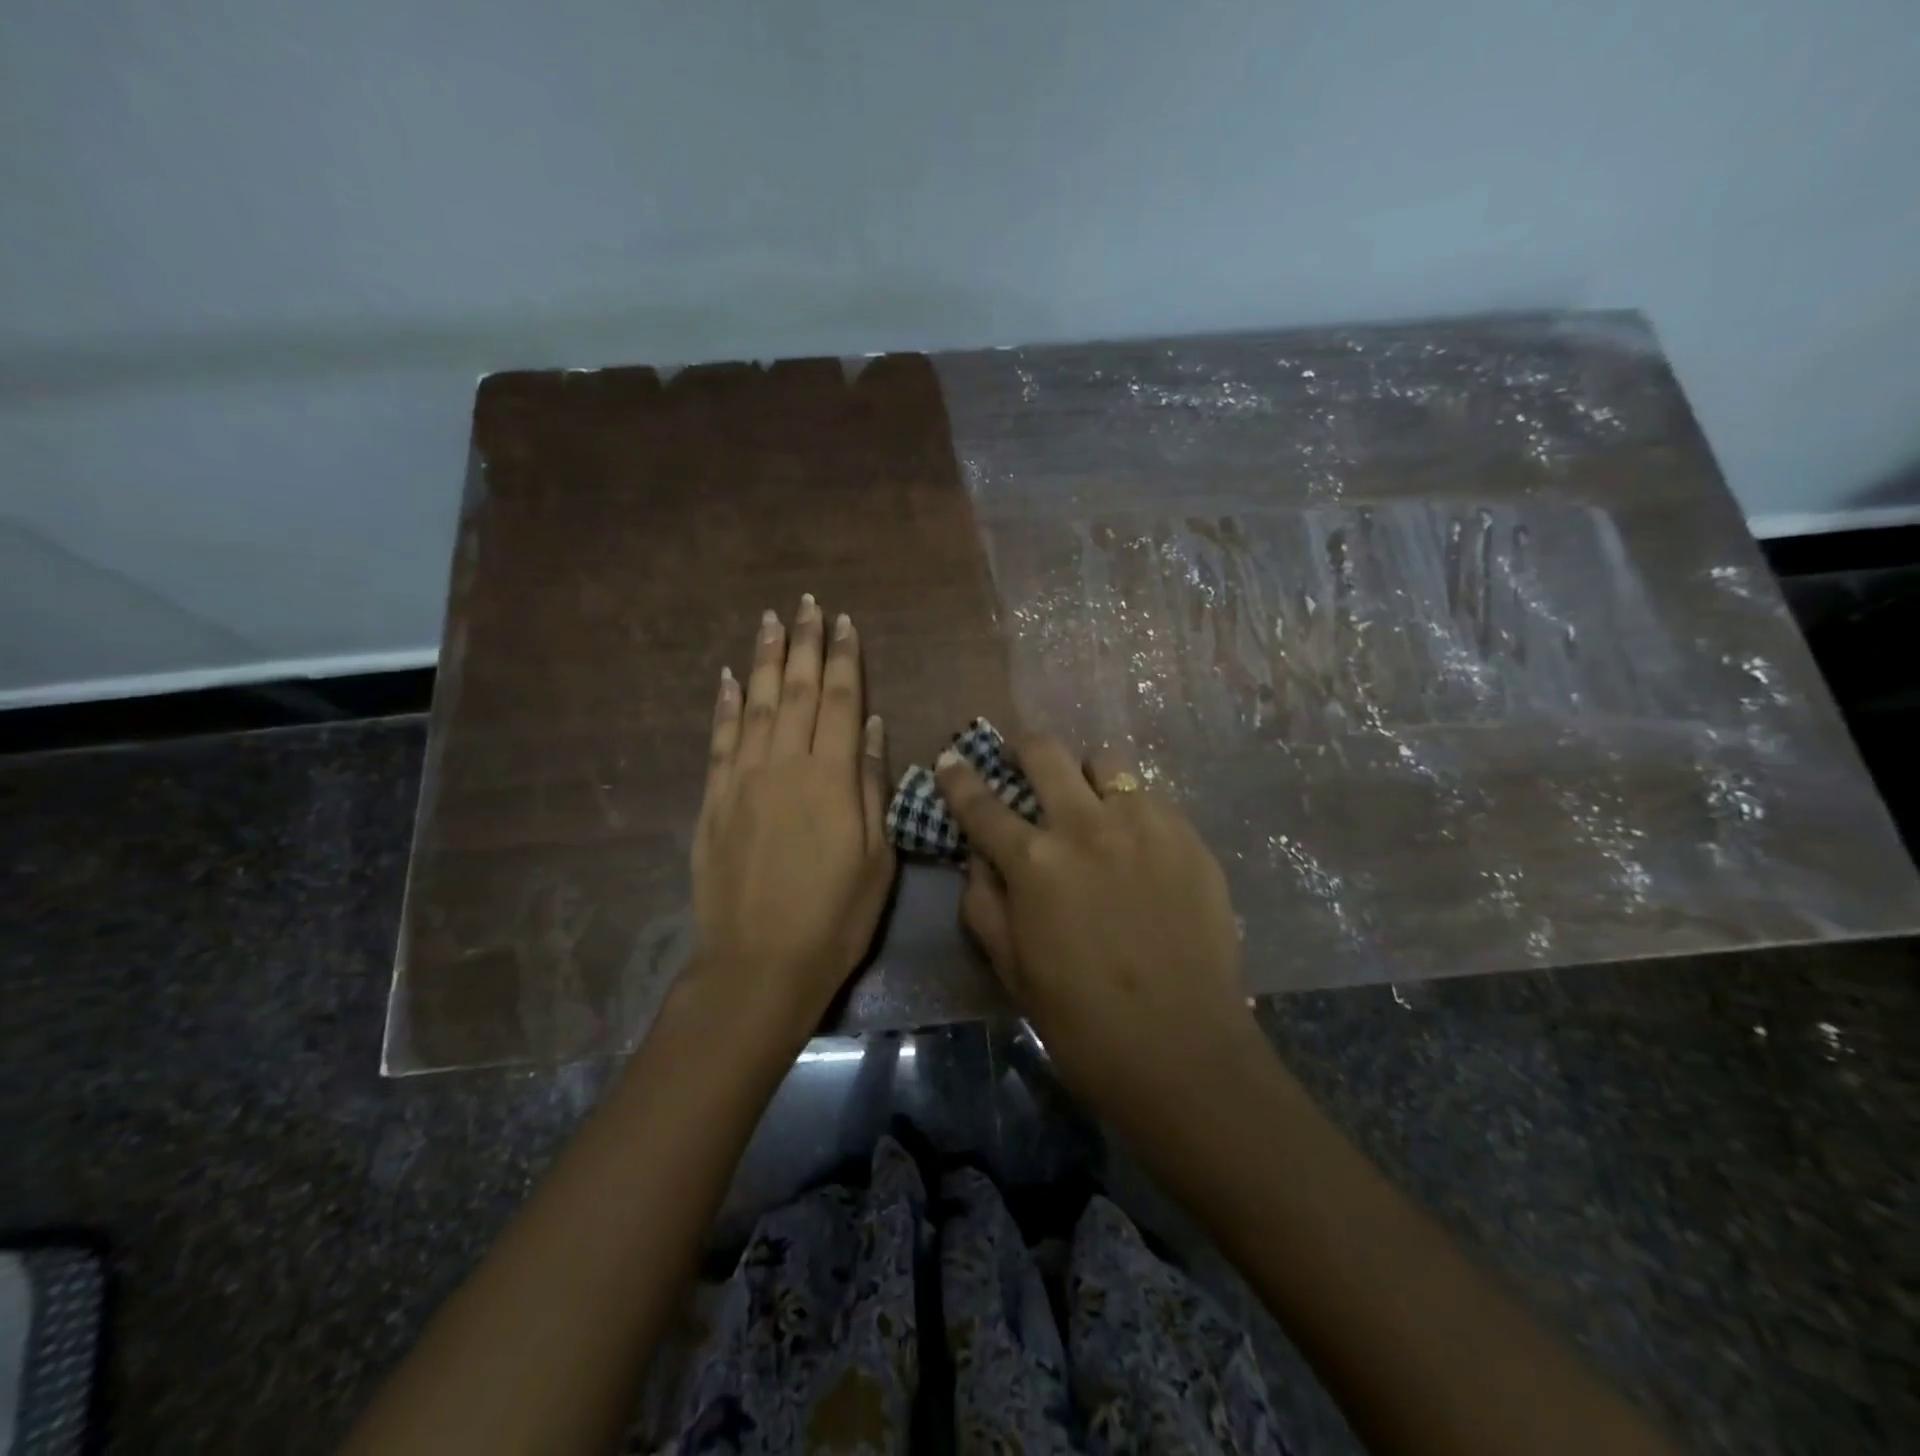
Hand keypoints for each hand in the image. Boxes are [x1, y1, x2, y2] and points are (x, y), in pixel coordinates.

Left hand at [690, 597, 894, 1035]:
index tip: (845, 622)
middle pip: (797, 691)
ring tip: (769, 620)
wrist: (759, 964)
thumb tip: (875, 726)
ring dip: (764, 660)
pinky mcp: (713, 800)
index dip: (844, 658)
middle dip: (804, 644)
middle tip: (806, 604)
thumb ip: (874, 786)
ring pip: (755, 704)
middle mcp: (785, 765)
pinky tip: (727, 677)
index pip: (841, 701)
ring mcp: (743, 780)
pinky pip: (719, 740)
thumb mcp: (876, 857)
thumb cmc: (834, 917)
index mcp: (832, 778)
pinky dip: (723, 704)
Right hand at [936, 739, 1253, 1114]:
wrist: (1185, 1051)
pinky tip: (1135, 842)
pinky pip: (1150, 796)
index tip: (950, 758)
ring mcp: (1143, 824)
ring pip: (1105, 761)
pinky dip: (1130, 806)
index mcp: (1034, 862)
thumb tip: (977, 858)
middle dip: (1023, 748)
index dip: (959, 778)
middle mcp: (1085, 826)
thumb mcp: (1011, 969)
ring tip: (1088, 802)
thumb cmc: (1083, 1022)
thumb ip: (984, 903)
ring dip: (1085, 774)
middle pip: (1045, 752)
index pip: (981, 803)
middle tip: (1021, 762)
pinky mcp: (1187, 836)